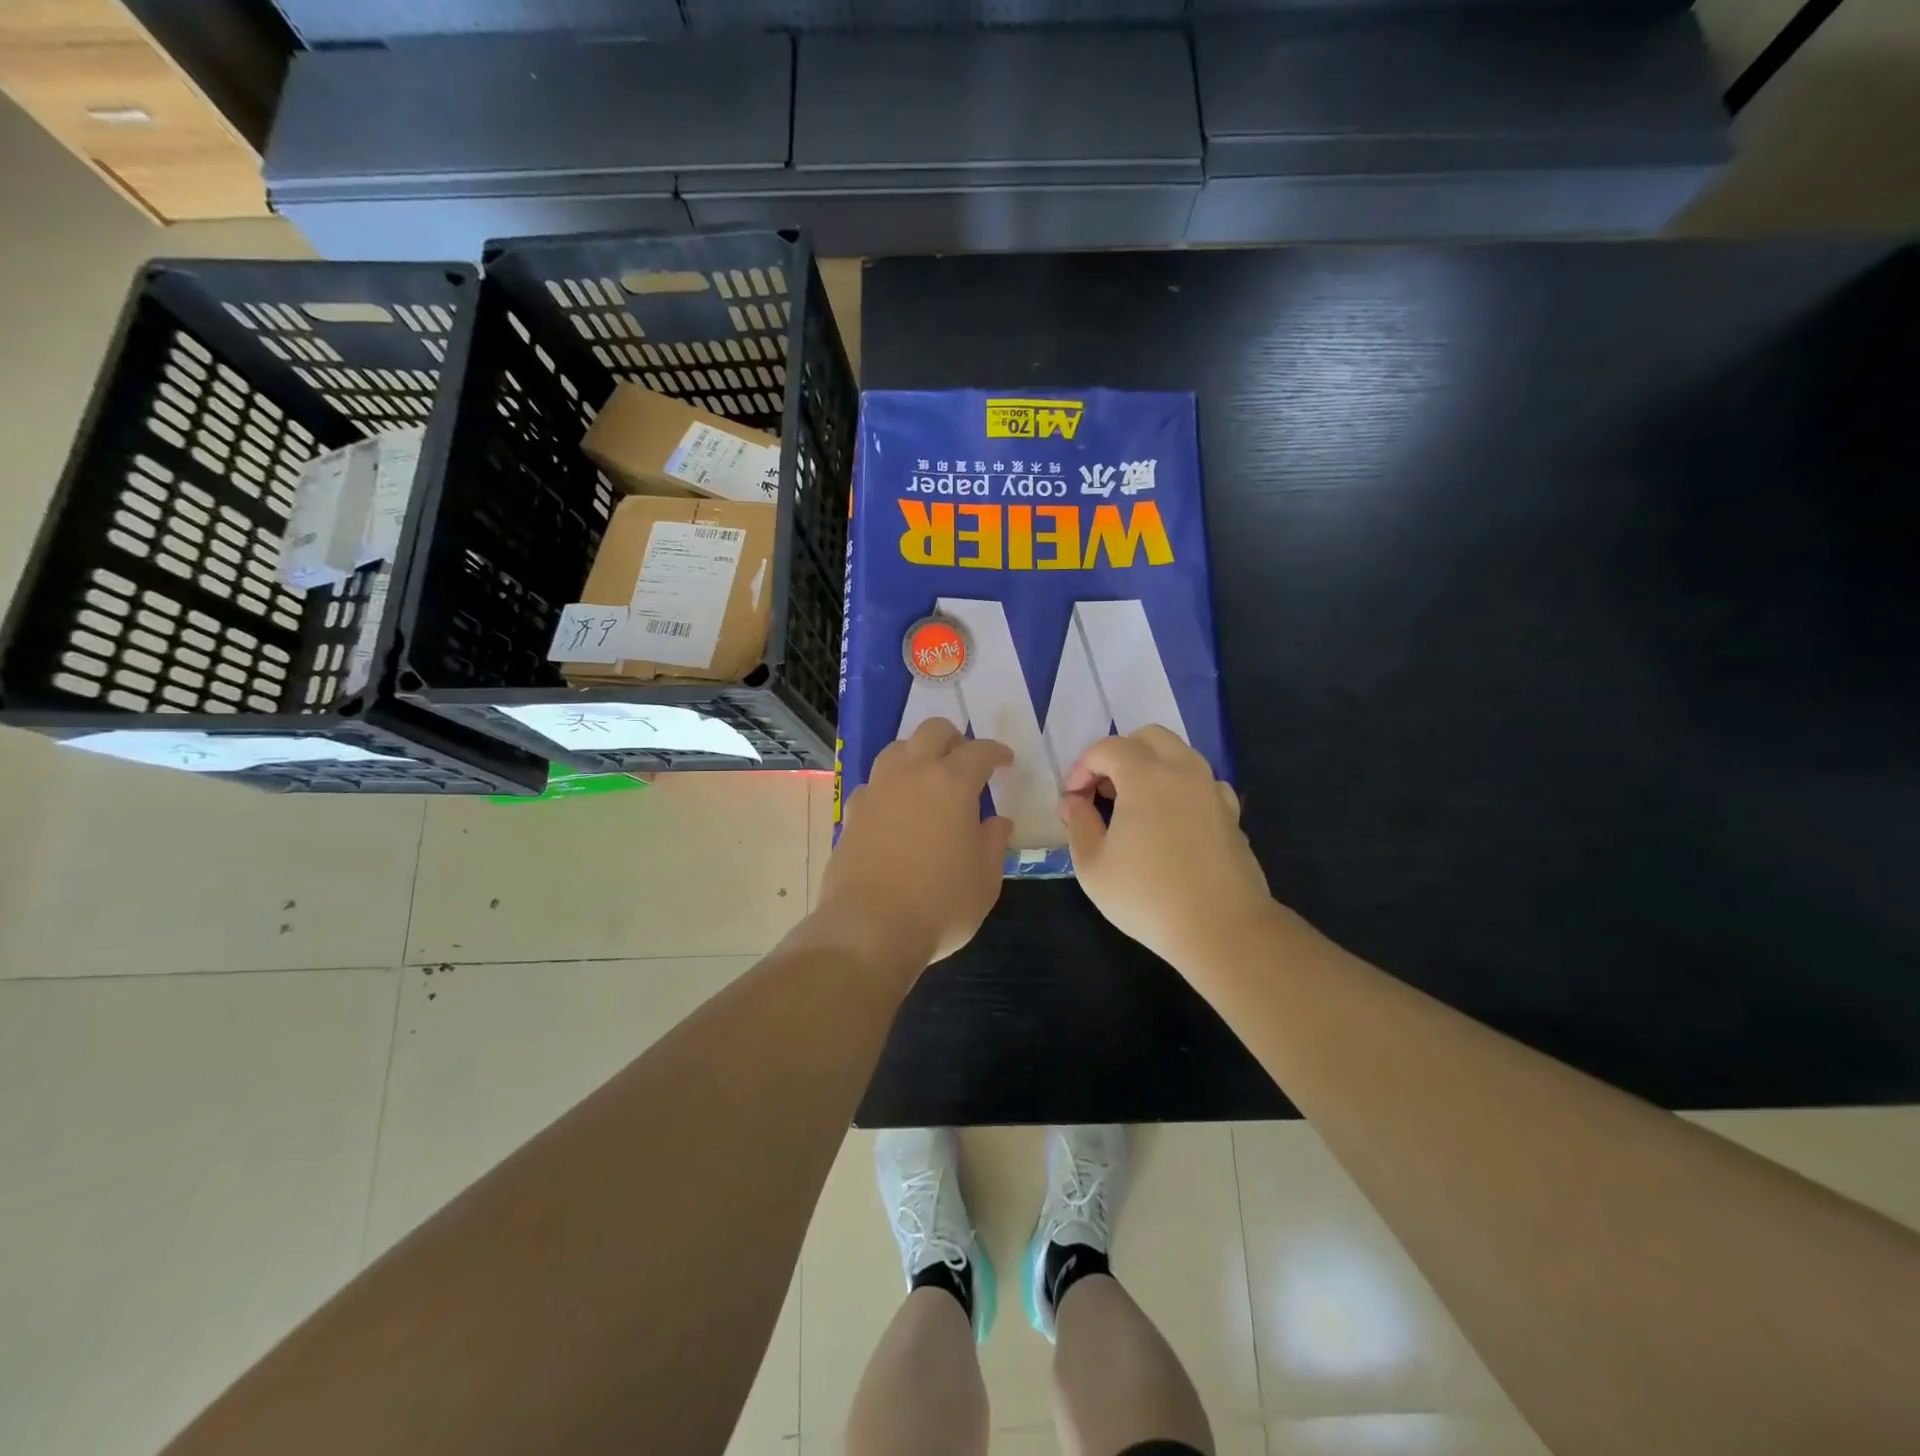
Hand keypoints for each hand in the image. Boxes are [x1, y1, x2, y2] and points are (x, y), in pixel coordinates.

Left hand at [817, 720, 1013, 971]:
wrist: (869, 927)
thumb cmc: (940, 903)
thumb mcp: (985, 878)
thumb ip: (994, 843)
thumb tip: (997, 823)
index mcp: (952, 783)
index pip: (979, 751)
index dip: (996, 753)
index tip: (1005, 762)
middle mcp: (912, 774)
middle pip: (933, 731)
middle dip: (954, 738)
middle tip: (965, 760)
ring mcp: (877, 790)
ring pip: (897, 749)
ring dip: (918, 754)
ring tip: (928, 778)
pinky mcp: (851, 812)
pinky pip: (874, 784)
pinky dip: (890, 787)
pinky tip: (896, 810)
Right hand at [1061, 726, 1274, 969]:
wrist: (1221, 928)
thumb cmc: (1148, 896)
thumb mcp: (1093, 866)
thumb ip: (1078, 824)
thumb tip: (1074, 802)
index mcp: (1146, 775)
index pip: (1107, 748)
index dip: (1082, 767)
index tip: (1072, 800)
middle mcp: (1183, 771)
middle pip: (1148, 737)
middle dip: (1119, 755)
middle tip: (1103, 791)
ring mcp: (1212, 790)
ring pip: (1179, 754)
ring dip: (1151, 767)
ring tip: (1134, 806)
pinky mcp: (1231, 813)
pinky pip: (1202, 783)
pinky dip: (1180, 788)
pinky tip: (1171, 821)